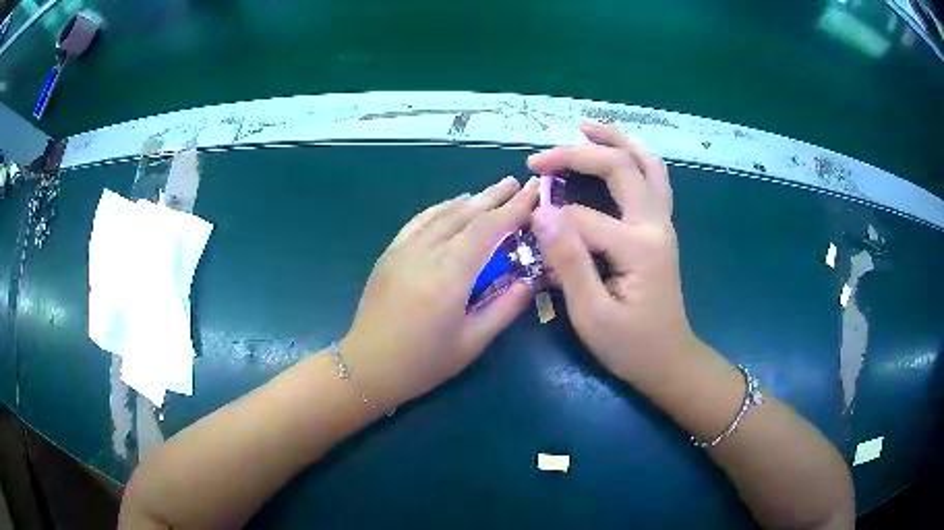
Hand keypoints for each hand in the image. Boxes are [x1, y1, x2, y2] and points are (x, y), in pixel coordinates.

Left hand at [342, 176, 538, 409]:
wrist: (367, 366)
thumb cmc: (423, 363)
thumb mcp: (472, 343)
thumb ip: (505, 307)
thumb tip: (530, 279)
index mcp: (449, 277)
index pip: (487, 230)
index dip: (513, 210)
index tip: (533, 195)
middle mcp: (425, 254)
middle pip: (465, 214)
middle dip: (495, 196)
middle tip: (518, 182)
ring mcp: (403, 250)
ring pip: (442, 213)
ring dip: (471, 199)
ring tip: (493, 192)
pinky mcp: (390, 253)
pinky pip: (419, 221)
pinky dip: (441, 208)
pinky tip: (453, 205)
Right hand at [527, 122, 695, 382]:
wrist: (669, 360)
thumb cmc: (630, 346)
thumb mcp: (591, 314)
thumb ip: (568, 261)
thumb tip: (542, 213)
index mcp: (639, 246)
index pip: (582, 218)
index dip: (549, 222)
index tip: (524, 230)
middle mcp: (657, 223)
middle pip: (621, 167)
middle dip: (577, 154)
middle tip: (540, 156)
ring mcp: (664, 223)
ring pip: (647, 164)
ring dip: (617, 140)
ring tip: (585, 127)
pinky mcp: (662, 229)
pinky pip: (653, 179)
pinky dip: (634, 158)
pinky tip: (616, 154)